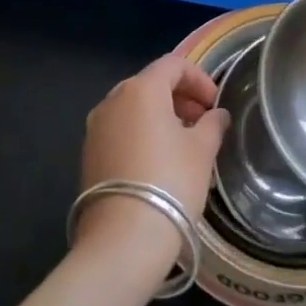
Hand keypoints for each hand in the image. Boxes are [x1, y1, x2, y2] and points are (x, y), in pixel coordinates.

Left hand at [75, 53, 230, 286]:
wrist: (122, 240)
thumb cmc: (170, 183)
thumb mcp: (202, 150)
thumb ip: (212, 125)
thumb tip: (217, 115)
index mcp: (140, 89)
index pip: (173, 65)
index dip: (199, 79)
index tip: (215, 104)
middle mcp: (112, 100)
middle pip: (150, 84)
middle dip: (179, 97)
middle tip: (202, 122)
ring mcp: (95, 128)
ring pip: (133, 109)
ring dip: (160, 117)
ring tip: (183, 144)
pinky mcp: (88, 155)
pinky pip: (120, 131)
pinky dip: (141, 134)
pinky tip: (158, 162)